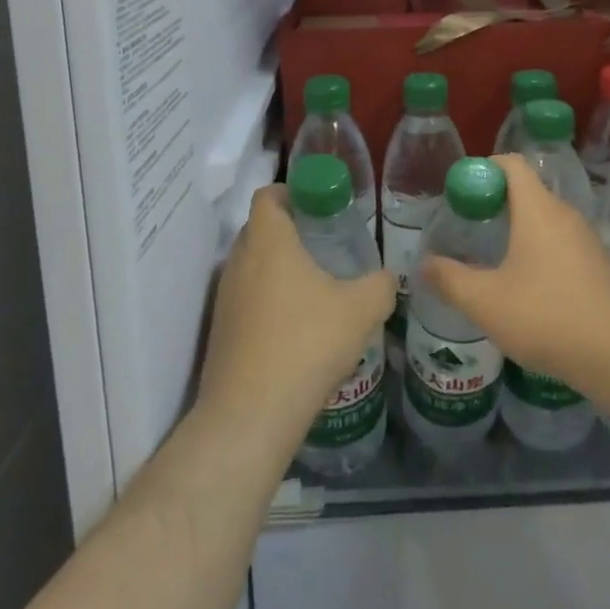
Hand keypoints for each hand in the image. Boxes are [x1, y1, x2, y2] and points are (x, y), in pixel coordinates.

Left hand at [199, 185, 394, 450]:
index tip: (320, 205)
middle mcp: (239, 261)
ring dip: (280, 269)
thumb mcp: (362, 309)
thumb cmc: (307, 344)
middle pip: (260, 229)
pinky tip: (299, 329)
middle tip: (327, 244)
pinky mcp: (221, 332)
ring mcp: (226, 298)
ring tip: (317, 289)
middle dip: (291, 230)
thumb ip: (381, 284)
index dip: (292, 191)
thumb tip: (388, 277)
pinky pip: (247, 299)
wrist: (250, 417)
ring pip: (253, 266)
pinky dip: (270, 302)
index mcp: (268, 241)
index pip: (268, 195)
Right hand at [421, 154, 609, 408]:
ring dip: (518, 231)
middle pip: (527, 192)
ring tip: (492, 260)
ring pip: (545, 221)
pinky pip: (561, 245)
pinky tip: (527, 289)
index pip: (512, 164)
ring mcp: (588, 242)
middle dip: (495, 203)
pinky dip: (539, 253)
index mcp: (538, 209)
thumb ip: (450, 280)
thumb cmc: (549, 317)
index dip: (483, 168)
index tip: (460, 192)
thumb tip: (424, 264)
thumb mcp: (487, 302)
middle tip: (468, 228)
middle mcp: (565, 215)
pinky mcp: (601, 268)